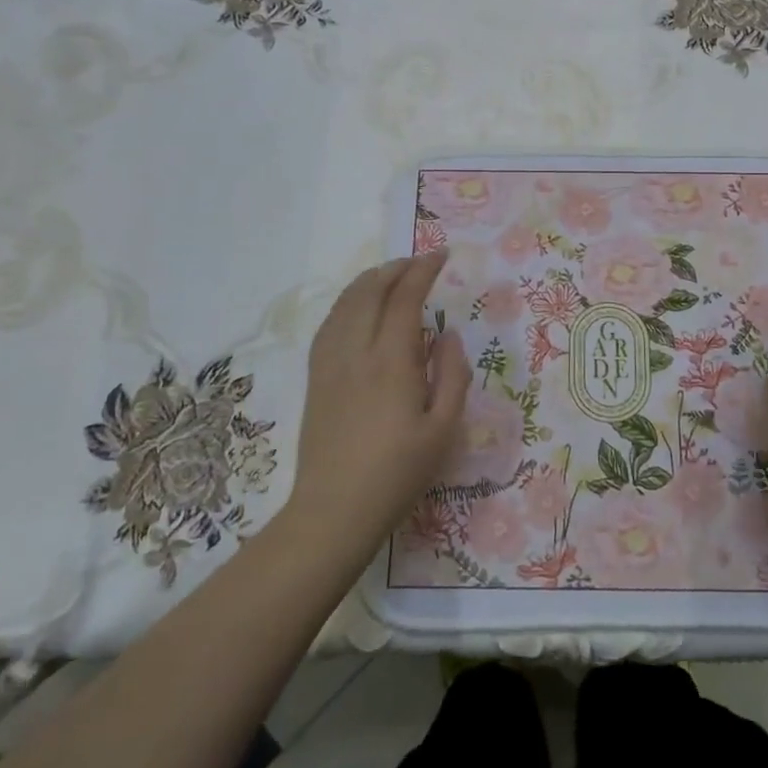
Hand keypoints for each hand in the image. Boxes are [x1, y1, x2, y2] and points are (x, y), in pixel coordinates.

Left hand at [287, 251, 472, 564]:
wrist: (334, 510)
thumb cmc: (398, 473)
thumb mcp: (443, 430)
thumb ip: (452, 375)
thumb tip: (447, 334)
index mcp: (391, 361)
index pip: (405, 298)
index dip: (423, 270)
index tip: (441, 256)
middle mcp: (356, 351)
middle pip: (371, 291)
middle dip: (396, 268)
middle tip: (419, 262)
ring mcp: (330, 362)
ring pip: (346, 303)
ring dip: (370, 280)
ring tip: (391, 275)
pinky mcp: (315, 377)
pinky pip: (329, 323)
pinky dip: (347, 302)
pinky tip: (358, 307)